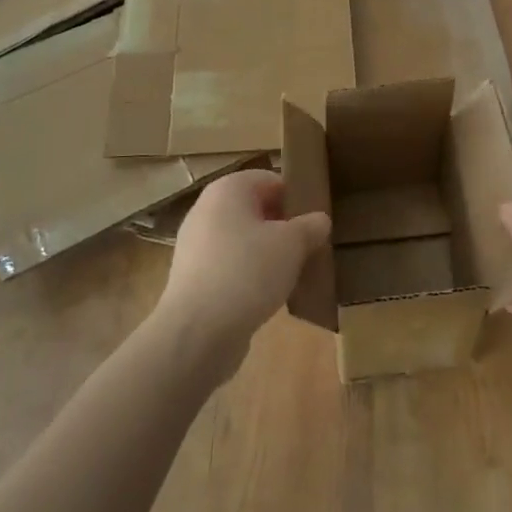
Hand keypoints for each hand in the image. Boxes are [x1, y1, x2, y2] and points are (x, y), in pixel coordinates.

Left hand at [155, 168, 330, 383]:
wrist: (197, 331)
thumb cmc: (248, 271)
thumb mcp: (293, 244)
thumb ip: (310, 227)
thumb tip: (319, 221)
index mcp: (228, 190)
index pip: (270, 179)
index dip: (296, 196)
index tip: (317, 220)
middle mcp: (206, 210)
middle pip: (255, 209)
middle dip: (284, 226)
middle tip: (310, 246)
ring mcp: (196, 245)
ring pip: (243, 240)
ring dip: (268, 253)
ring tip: (294, 273)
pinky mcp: (193, 278)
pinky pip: (230, 266)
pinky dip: (250, 275)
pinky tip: (269, 294)